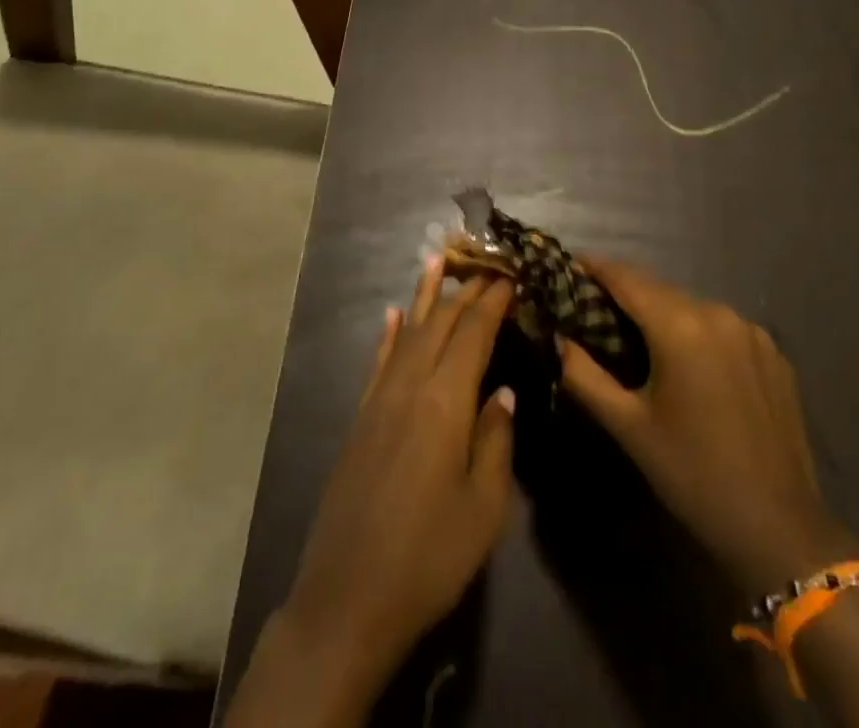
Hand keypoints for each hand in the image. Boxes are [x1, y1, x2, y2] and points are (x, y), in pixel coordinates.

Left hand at [277, 258, 516, 706]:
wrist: (347, 599)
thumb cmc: (428, 558)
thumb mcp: (483, 509)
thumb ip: (496, 440)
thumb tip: (502, 391)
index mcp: (445, 402)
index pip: (473, 333)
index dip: (493, 301)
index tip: (511, 275)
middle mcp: (410, 385)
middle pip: (440, 323)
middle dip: (465, 290)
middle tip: (487, 264)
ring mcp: (380, 399)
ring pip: (407, 331)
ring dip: (424, 295)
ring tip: (438, 259)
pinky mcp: (361, 418)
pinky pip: (379, 360)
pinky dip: (390, 333)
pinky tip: (394, 314)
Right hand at [556, 259, 858, 592]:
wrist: (780, 529)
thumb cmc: (693, 475)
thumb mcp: (629, 427)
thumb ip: (584, 376)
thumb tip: (560, 339)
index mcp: (680, 326)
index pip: (626, 277)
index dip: (594, 266)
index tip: (569, 265)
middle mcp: (717, 313)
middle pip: (658, 289)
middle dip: (624, 292)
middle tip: (593, 307)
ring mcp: (751, 331)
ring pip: (690, 307)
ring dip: (661, 313)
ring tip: (637, 336)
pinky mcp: (773, 353)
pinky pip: (721, 327)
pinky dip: (696, 332)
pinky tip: (687, 363)